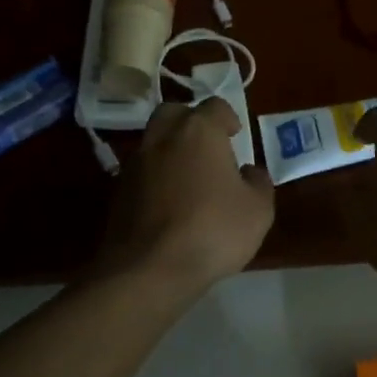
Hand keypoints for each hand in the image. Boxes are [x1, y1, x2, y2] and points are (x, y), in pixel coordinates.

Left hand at [98, 99, 274, 288]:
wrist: (149, 270)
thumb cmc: (212, 230)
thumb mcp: (258, 210)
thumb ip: (258, 183)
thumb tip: (249, 172)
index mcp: (199, 131)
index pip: (215, 106)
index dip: (228, 118)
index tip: (236, 135)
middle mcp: (163, 138)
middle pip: (175, 114)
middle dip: (191, 123)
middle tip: (208, 146)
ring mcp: (135, 164)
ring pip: (154, 142)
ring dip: (171, 151)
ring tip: (189, 179)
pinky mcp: (118, 192)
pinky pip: (142, 172)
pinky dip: (156, 178)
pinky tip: (170, 204)